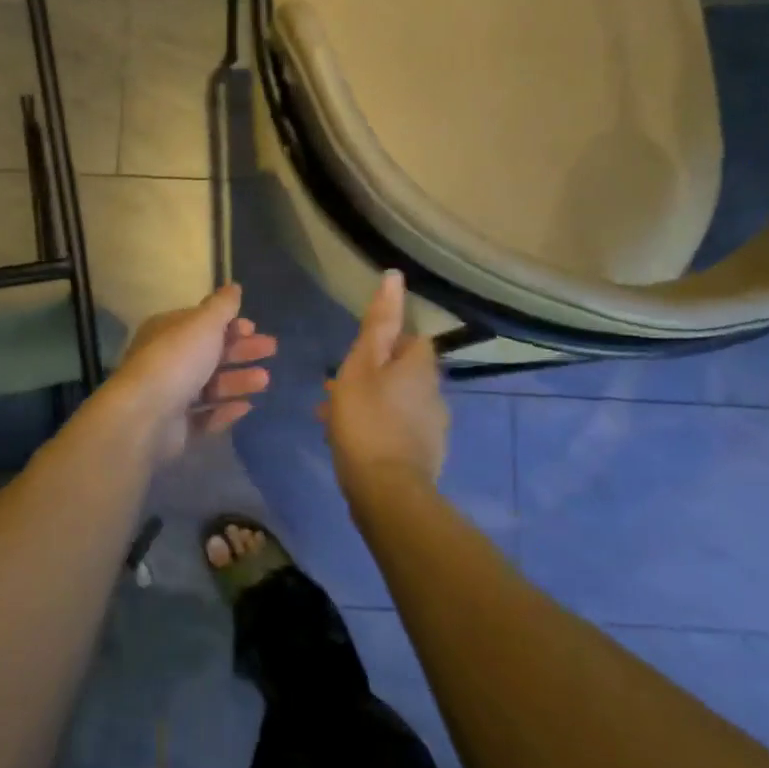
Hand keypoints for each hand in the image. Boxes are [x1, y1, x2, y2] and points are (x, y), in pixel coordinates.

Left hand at [109, 284, 276, 462]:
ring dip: (238, 381)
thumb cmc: (177, 360)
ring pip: (210, 386)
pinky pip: (205, 417)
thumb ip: (221, 307)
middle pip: (209, 354)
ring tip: (265, 381)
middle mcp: (167, 361)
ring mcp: (170, 396)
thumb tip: (233, 286)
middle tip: (271, 350)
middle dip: (241, 352)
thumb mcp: (203, 324)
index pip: (201, 324)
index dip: (229, 324)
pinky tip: (247, 408)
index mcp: (167, 332)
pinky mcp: (176, 427)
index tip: (254, 328)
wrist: (145, 415)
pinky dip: (225, 411)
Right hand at [320, 270, 447, 503]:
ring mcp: (433, 427)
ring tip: (333, 416)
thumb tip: (395, 277)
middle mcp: (434, 393)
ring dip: (371, 402)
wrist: (386, 491)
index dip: (385, 342)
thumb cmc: (366, 419)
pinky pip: (398, 429)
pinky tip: (351, 441)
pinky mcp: (425, 455)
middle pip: (403, 372)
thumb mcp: (362, 364)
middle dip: (372, 375)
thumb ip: (379, 322)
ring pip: (397, 402)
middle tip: (336, 387)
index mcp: (420, 367)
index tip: (356, 354)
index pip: (411, 338)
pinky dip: (378, 427)